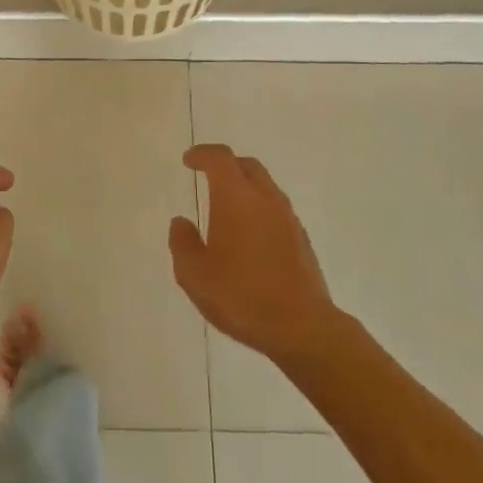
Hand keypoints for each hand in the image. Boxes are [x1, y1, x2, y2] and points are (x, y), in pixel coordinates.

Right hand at [171, 145, 340, 367]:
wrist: (302, 327)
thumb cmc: (242, 296)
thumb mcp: (195, 275)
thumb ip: (182, 243)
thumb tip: (181, 222)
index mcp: (236, 198)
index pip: (220, 159)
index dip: (202, 154)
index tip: (189, 160)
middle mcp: (265, 198)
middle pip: (247, 165)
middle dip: (226, 165)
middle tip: (208, 176)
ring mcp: (288, 218)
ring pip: (265, 186)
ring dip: (245, 187)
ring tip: (228, 208)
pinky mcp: (302, 239)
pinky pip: (276, 209)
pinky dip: (259, 209)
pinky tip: (250, 236)